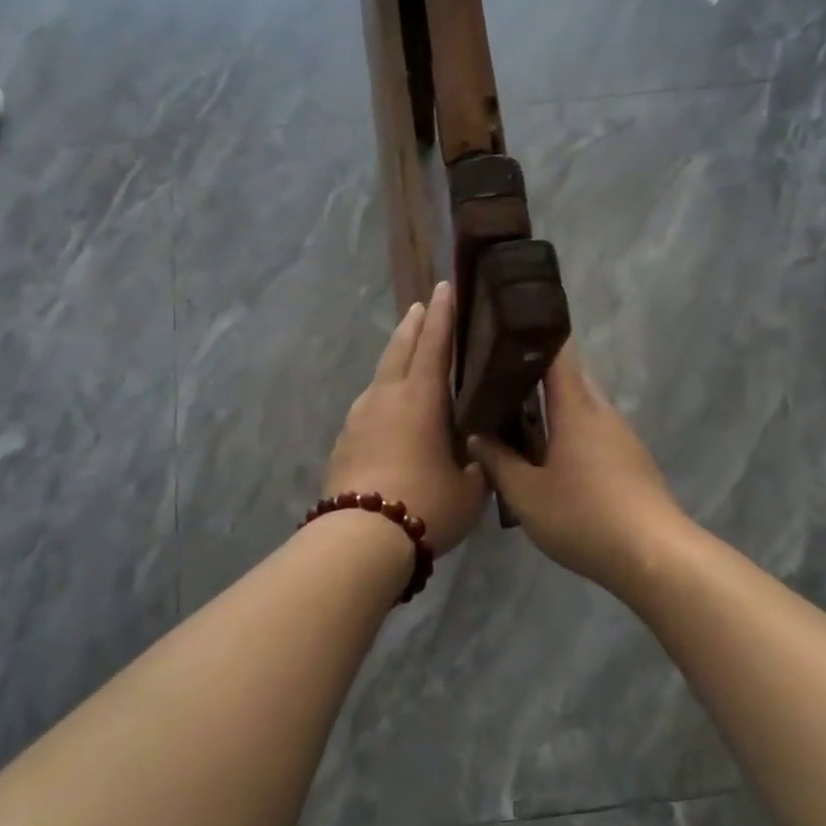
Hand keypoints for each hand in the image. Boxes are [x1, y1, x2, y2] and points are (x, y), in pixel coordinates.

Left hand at [325, 282, 488, 553]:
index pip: (434, 343)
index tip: (445, 287)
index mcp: (420, 398)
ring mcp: (359, 416)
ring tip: (408, 355)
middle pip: (399, 348)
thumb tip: (481, 452)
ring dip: (395, 358)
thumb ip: (479, 463)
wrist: (360, 538)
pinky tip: (389, 410)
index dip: (442, 314)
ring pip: (380, 375)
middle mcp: (386, 396)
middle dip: (413, 325)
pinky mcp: (344, 440)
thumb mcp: (470, 488)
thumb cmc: (426, 504)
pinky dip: (383, 394)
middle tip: (422, 306)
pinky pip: (369, 405)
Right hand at [467, 345, 686, 588]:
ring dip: (554, 408)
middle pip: (570, 378)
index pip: (558, 353)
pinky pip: (595, 432)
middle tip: (499, 382)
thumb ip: (498, 462)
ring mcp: (622, 437)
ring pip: (583, 407)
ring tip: (518, 420)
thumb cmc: (584, 517)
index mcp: (576, 409)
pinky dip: (571, 432)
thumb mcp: (526, 495)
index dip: (536, 333)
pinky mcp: (632, 461)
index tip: (509, 324)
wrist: (653, 555)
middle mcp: (602, 413)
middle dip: (536, 375)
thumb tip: (477, 435)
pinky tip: (552, 457)